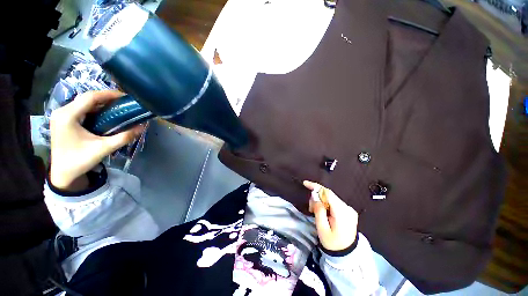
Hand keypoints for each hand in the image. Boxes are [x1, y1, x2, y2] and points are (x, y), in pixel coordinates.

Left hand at [50, 90, 144, 190]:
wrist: (63, 174)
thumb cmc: (80, 160)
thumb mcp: (104, 148)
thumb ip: (124, 137)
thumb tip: (142, 127)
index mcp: (68, 116)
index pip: (90, 97)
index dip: (109, 94)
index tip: (126, 97)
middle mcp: (62, 111)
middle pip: (86, 98)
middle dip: (106, 99)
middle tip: (124, 103)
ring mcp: (61, 116)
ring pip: (84, 103)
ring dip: (101, 104)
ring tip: (118, 108)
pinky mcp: (63, 121)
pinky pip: (81, 110)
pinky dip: (94, 110)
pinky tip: (105, 115)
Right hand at [304, 181, 358, 251]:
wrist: (347, 254)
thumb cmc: (333, 243)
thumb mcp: (322, 229)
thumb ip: (319, 211)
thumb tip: (315, 196)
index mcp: (342, 212)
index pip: (328, 193)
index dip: (316, 187)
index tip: (305, 183)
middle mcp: (347, 208)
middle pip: (328, 195)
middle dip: (317, 197)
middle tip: (310, 208)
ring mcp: (349, 209)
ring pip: (330, 198)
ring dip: (321, 201)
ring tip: (315, 212)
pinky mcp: (348, 211)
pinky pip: (334, 202)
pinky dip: (326, 204)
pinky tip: (323, 212)